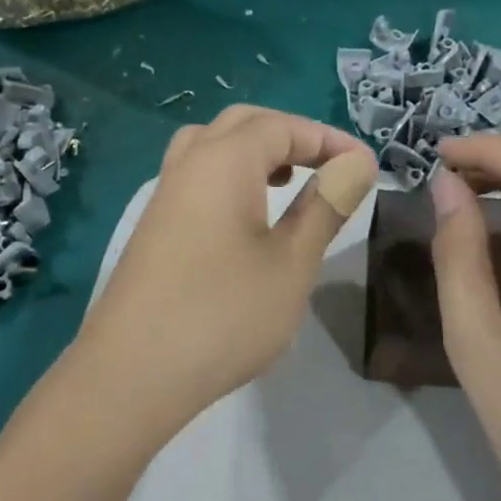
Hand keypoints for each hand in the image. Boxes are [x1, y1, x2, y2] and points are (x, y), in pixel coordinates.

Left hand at [79, 106, 377, 432]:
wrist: (133, 375)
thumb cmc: (225, 315)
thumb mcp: (292, 262)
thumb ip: (326, 205)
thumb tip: (357, 162)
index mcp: (224, 161)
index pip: (283, 126)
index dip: (329, 139)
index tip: (367, 167)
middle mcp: (188, 165)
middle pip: (242, 125)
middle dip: (291, 137)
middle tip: (329, 169)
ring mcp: (164, 197)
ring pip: (212, 147)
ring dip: (255, 153)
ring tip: (288, 183)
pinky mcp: (153, 229)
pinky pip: (196, 178)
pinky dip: (230, 178)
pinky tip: (248, 220)